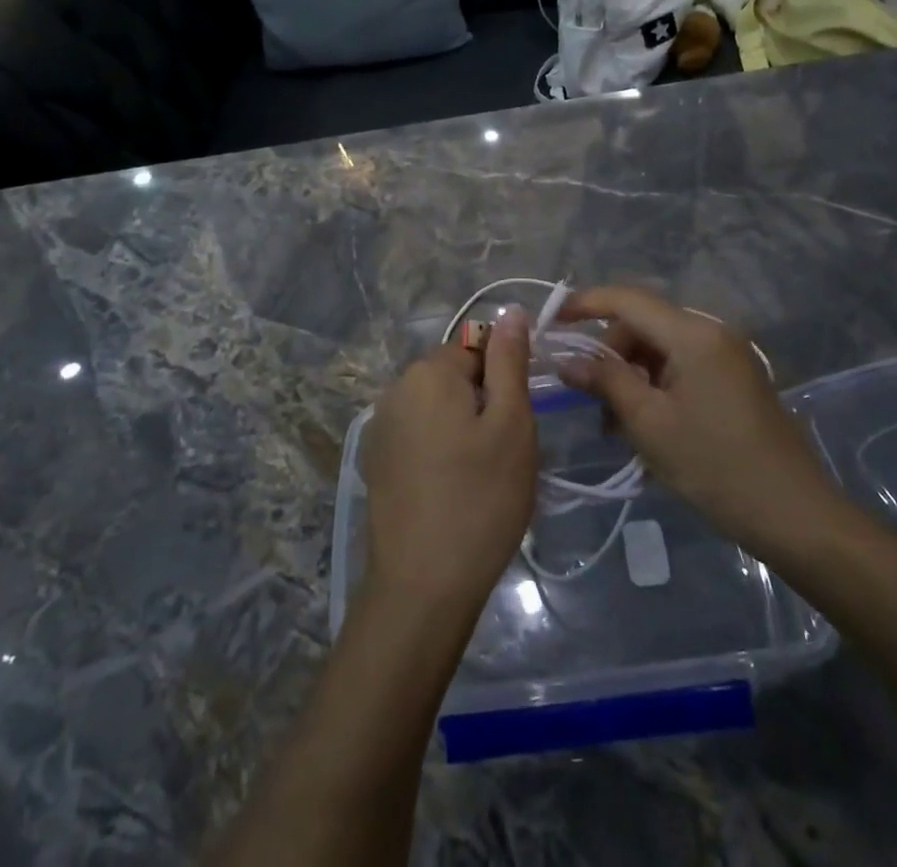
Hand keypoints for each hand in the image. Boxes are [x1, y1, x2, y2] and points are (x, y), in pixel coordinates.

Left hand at [362, 311, 537, 616]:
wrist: (422, 586)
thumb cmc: (480, 498)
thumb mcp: (511, 423)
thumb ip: (509, 360)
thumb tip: (510, 310)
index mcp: (428, 371)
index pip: (478, 346)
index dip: (505, 377)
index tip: (519, 419)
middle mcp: (396, 388)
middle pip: (454, 375)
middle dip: (483, 401)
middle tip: (506, 451)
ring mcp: (381, 426)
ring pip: (438, 407)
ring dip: (462, 426)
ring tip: (482, 474)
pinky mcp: (377, 460)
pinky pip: (419, 435)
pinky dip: (440, 449)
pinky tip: (453, 489)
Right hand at [556, 286, 846, 558]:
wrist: (795, 514)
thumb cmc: (715, 466)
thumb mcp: (649, 423)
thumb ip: (605, 380)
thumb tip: (567, 359)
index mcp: (693, 333)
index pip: (627, 299)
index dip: (584, 303)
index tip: (551, 320)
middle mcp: (712, 330)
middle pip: (644, 322)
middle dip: (609, 351)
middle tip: (585, 393)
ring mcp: (728, 353)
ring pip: (661, 345)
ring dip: (631, 372)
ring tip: (613, 421)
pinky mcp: (735, 376)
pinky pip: (682, 363)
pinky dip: (656, 383)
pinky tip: (644, 422)